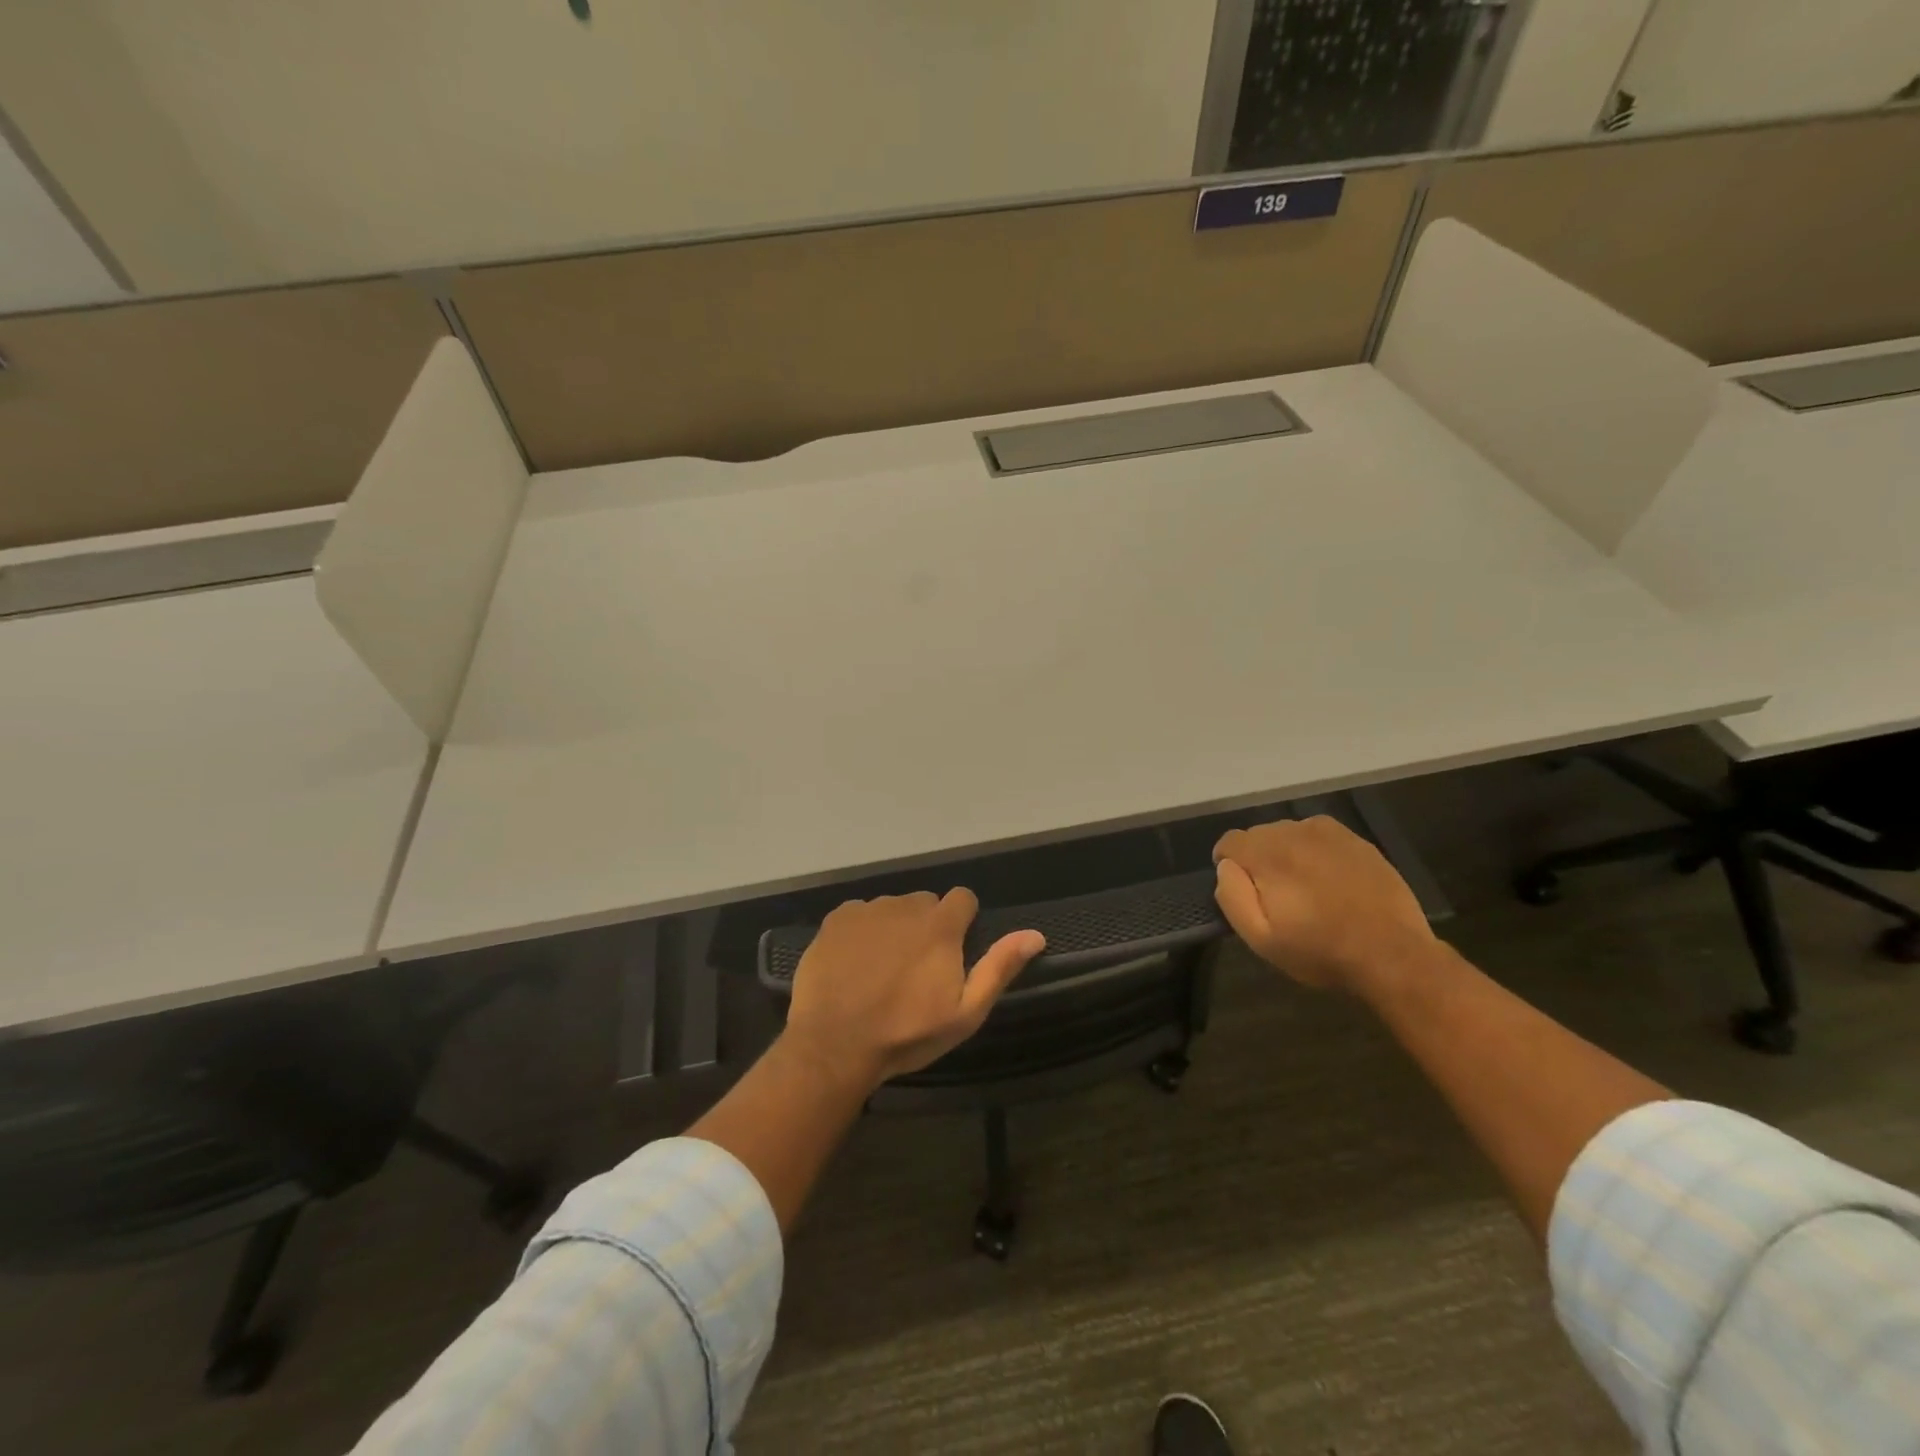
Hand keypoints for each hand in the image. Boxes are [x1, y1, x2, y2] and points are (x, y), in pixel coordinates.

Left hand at [782, 889, 1045, 1089]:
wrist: (835, 1044)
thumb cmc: (907, 1033)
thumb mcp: (965, 1012)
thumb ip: (999, 968)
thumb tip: (1035, 934)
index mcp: (941, 925)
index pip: (963, 898)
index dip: (963, 922)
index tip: (955, 950)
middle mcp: (905, 906)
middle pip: (926, 904)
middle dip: (928, 926)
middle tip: (917, 967)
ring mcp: (868, 910)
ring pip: (892, 909)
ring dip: (894, 928)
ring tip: (882, 969)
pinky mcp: (836, 919)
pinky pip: (859, 915)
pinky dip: (862, 932)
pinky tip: (854, 964)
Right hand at [1212, 816, 1434, 995]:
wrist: (1393, 954)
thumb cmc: (1320, 950)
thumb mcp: (1260, 938)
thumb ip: (1232, 896)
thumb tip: (1226, 867)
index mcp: (1267, 854)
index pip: (1229, 842)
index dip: (1230, 868)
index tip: (1246, 894)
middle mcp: (1294, 831)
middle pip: (1258, 836)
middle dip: (1259, 861)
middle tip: (1277, 897)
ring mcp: (1327, 832)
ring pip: (1288, 834)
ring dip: (1287, 854)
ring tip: (1306, 889)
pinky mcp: (1354, 839)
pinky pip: (1318, 836)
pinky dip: (1314, 852)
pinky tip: (1329, 880)